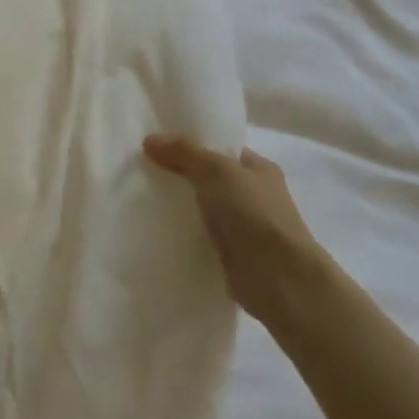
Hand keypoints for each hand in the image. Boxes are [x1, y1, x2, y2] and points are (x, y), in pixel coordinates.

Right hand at [143, 134, 326, 325]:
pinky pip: (200, 237)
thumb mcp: (216, 170)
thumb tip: (149, 140)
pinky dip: (182, 234)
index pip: (221, 150)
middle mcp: (254, 196)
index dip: (191, 145)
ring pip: (202, 209)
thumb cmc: (253, 213)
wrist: (279, 279)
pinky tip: (155, 230)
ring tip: (140, 198)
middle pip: (208, 178)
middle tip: (142, 170)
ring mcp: (244, 228)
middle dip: (179, 176)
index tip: (156, 145)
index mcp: (259, 169)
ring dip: (179, 207)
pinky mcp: (232, 256)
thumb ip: (183, 152)